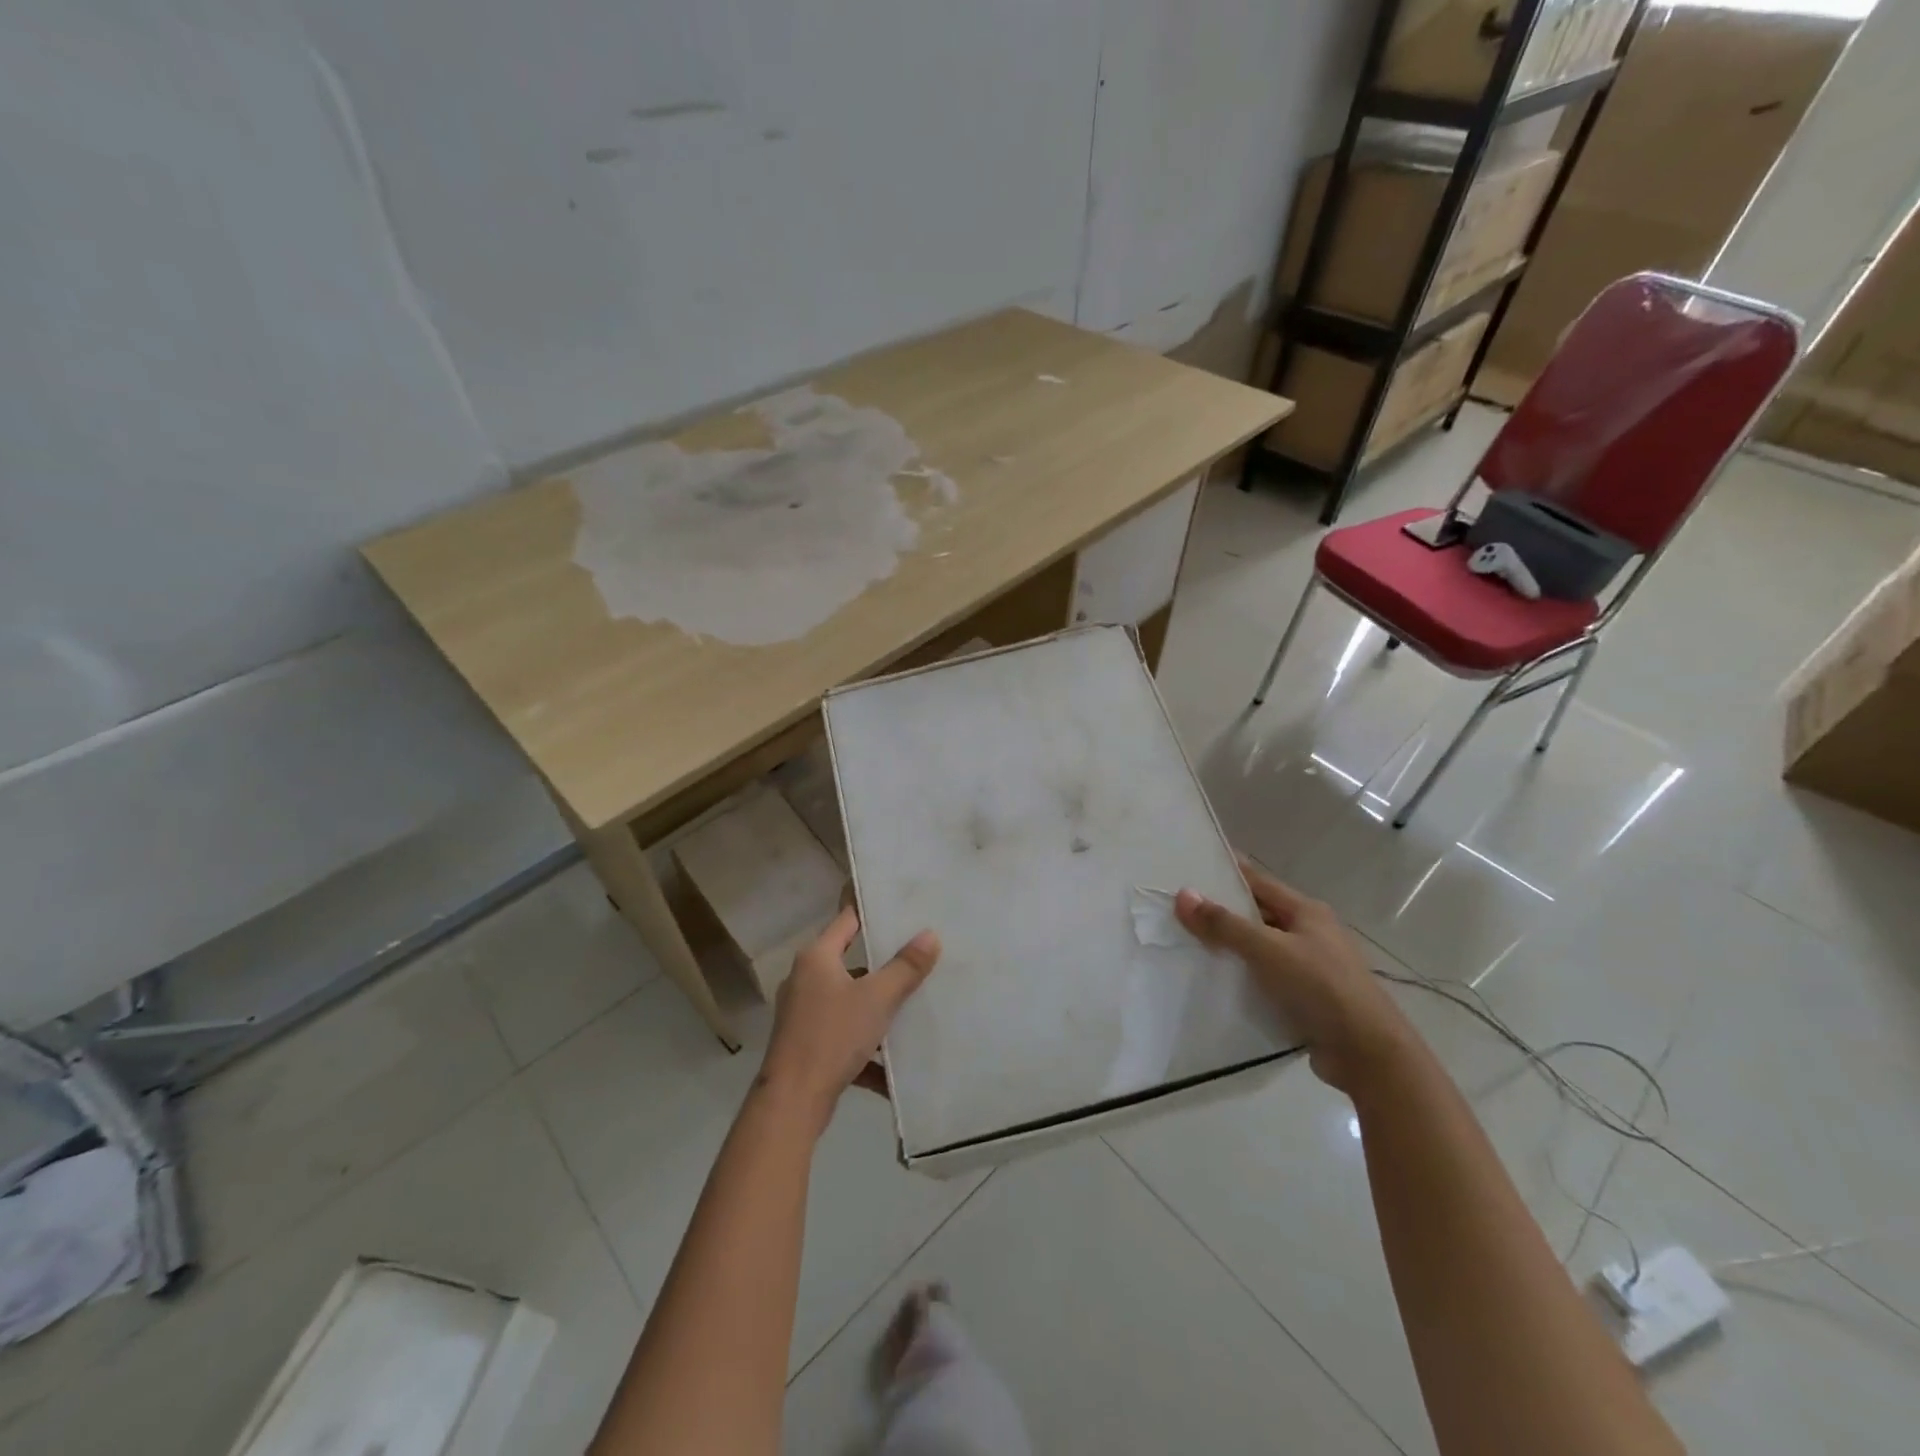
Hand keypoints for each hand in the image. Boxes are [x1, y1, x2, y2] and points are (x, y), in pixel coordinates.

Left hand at [758, 907, 939, 1134]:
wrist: (792, 1102)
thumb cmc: (833, 1036)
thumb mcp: (877, 999)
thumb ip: (905, 967)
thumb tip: (930, 934)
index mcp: (817, 958)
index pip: (847, 920)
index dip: (872, 912)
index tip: (901, 908)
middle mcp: (805, 978)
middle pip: (850, 961)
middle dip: (882, 964)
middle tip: (918, 956)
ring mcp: (803, 1013)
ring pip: (849, 1000)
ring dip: (876, 1007)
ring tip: (912, 1008)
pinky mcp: (806, 1043)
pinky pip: (843, 1034)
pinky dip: (866, 1046)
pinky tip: (892, 1065)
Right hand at [1176, 858, 1410, 1093]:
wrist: (1369, 1054)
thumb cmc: (1320, 988)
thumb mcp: (1267, 950)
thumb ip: (1224, 924)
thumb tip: (1183, 895)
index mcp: (1307, 912)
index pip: (1258, 881)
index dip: (1226, 873)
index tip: (1191, 867)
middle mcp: (1312, 933)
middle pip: (1259, 915)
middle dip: (1223, 913)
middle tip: (1180, 911)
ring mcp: (1313, 967)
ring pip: (1262, 948)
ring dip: (1233, 948)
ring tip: (1189, 946)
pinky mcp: (1309, 998)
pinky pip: (1268, 978)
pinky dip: (1245, 977)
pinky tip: (1218, 983)